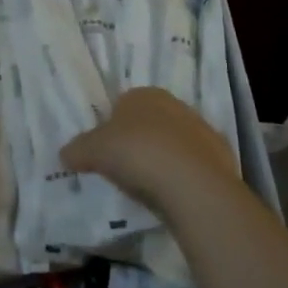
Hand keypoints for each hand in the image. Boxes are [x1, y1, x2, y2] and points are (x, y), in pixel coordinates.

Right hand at [61, 88, 236, 208]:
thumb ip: (77, 149)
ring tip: (147, 185)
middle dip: (138, 140)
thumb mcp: (92, 151)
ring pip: (173, 142)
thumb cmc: (136, 154)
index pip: (122, 104)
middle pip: (149, 122)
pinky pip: (192, 164)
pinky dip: (182, 175)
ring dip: (162, 158)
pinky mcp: (221, 156)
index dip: (110, 126)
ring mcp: (202, 129)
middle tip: (123, 167)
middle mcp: (175, 104)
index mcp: (143, 94)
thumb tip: (65, 154)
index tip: (103, 150)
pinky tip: (171, 193)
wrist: (192, 183)